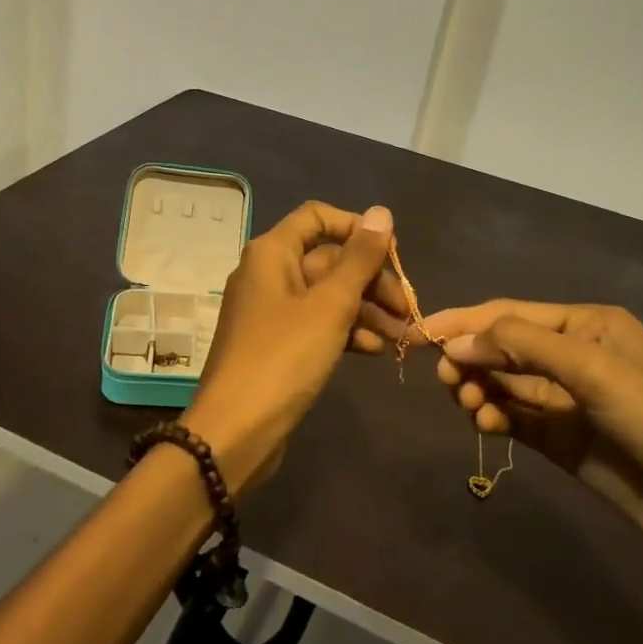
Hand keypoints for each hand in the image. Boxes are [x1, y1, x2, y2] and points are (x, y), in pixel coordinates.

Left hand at [183, 201, 396, 491]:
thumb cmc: (283, 357)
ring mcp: (272, 310)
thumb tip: (382, 212)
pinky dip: (346, 332)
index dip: (356, 228)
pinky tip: (374, 350)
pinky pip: (318, 324)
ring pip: (327, 295)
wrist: (235, 431)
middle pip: (328, 259)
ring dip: (366, 310)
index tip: (392, 254)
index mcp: (272, 252)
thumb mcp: (329, 305)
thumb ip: (359, 258)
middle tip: (407, 309)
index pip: (317, 217)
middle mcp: (269, 273)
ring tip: (402, 336)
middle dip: (371, 280)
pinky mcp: (278, 344)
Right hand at [423, 300, 642, 573]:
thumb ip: (521, 346)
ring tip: (471, 406)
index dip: (464, 321)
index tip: (419, 332)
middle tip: (449, 380)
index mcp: (585, 325)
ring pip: (504, 383)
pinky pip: (514, 418)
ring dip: (480, 388)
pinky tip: (485, 424)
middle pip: (503, 347)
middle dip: (471, 358)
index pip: (510, 314)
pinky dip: (493, 417)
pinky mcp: (562, 440)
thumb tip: (455, 341)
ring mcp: (567, 400)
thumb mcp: (593, 370)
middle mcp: (573, 356)